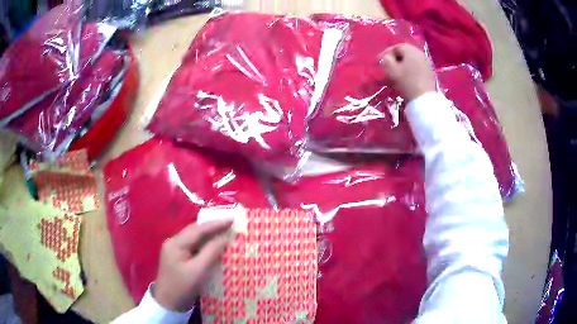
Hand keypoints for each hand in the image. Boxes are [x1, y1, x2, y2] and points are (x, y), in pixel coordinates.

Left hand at [153, 219, 232, 311]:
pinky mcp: (178, 258)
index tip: (233, 220)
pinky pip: (194, 246)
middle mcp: (174, 242)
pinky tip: (214, 245)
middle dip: (213, 227)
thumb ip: (211, 252)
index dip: (216, 224)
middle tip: (231, 224)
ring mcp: (175, 250)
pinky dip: (205, 244)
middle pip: (195, 231)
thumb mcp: (198, 270)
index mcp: (176, 243)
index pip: (198, 229)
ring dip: (209, 235)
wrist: (168, 303)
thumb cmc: (182, 287)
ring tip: (226, 232)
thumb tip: (225, 236)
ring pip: (195, 238)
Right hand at [380, 43, 436, 100]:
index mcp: (410, 50)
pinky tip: (407, 78)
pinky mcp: (430, 72)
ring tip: (397, 73)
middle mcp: (420, 53)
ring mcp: (427, 63)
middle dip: (395, 59)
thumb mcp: (391, 70)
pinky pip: (417, 67)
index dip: (386, 53)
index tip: (380, 61)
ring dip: (403, 65)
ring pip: (411, 60)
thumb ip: (385, 59)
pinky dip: (410, 70)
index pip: (396, 47)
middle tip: (388, 67)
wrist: (425, 99)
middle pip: (405, 53)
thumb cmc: (407, 82)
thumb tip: (385, 56)